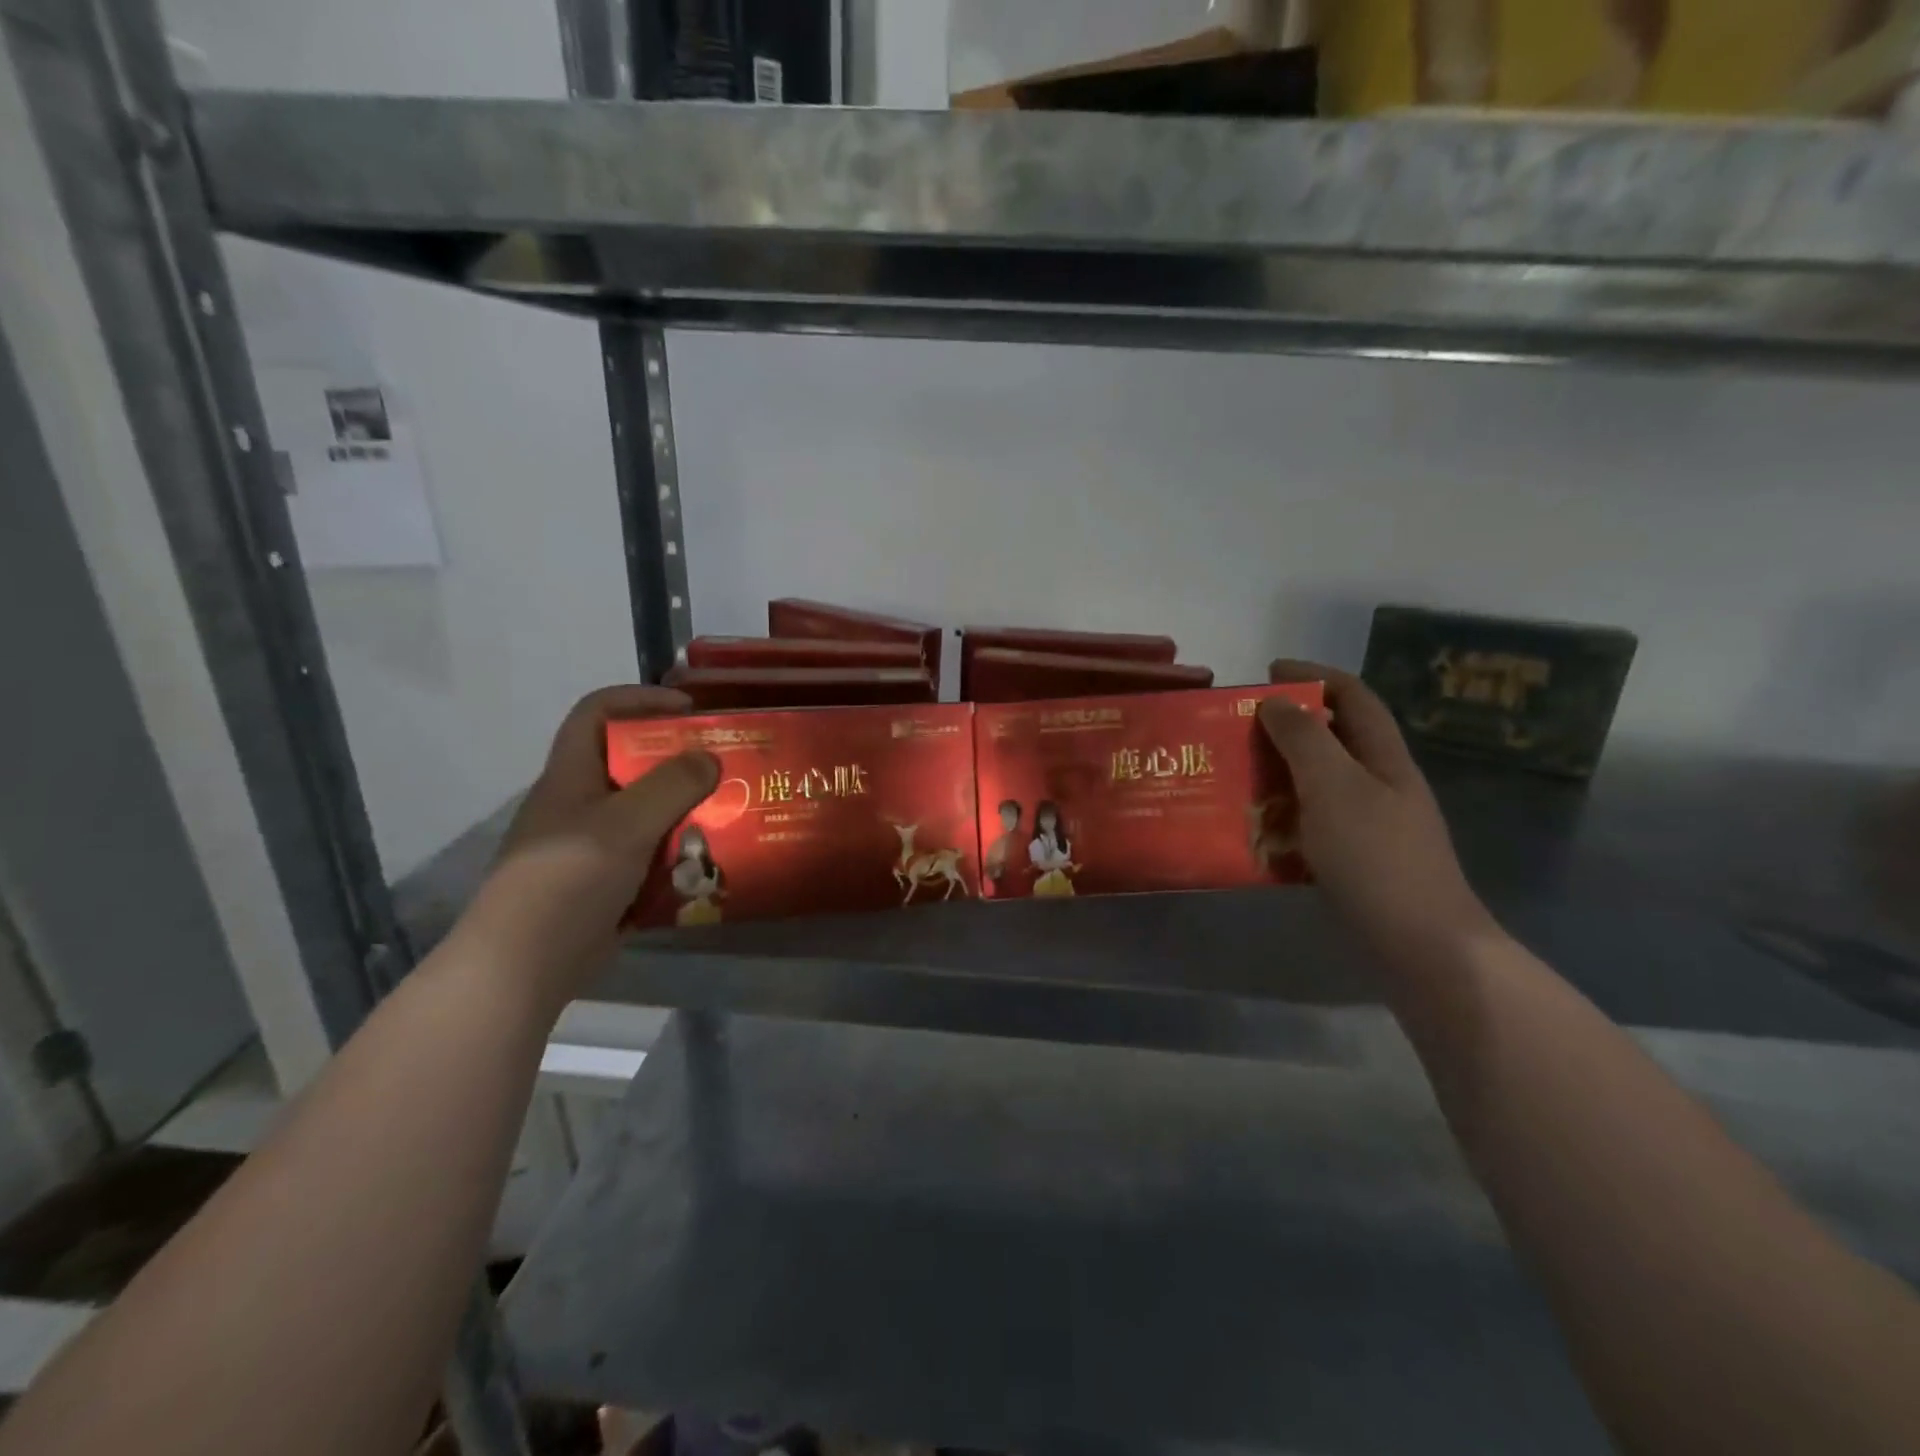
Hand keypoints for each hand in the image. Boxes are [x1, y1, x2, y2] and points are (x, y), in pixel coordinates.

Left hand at [456, 686, 716, 1011]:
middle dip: (677, 761)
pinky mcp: (603, 882)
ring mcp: (589, 846)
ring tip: (727, 815)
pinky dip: (677, 853)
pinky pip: (648, 854)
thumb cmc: (569, 878)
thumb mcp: (625, 824)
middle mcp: (578, 803)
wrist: (523, 964)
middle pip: (629, 762)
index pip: (597, 712)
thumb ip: (671, 785)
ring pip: (644, 812)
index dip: (640, 699)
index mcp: (571, 775)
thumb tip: (710, 757)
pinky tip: (708, 864)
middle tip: (723, 767)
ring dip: (683, 811)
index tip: (689, 710)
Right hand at [1263, 661, 1494, 960]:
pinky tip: (1254, 826)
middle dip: (1286, 724)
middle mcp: (1379, 783)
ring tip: (1233, 773)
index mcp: (1383, 757)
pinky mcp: (1355, 858)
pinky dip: (1282, 813)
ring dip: (1278, 770)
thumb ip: (1303, 739)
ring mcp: (1370, 823)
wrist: (1421, 944)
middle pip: (1333, 736)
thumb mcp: (1335, 787)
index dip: (1313, 675)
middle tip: (1236, 727)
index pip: (1353, 695)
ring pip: (1318, 780)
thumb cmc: (1377, 856)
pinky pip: (1311, 820)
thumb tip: (1276, 701)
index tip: (1265, 673)